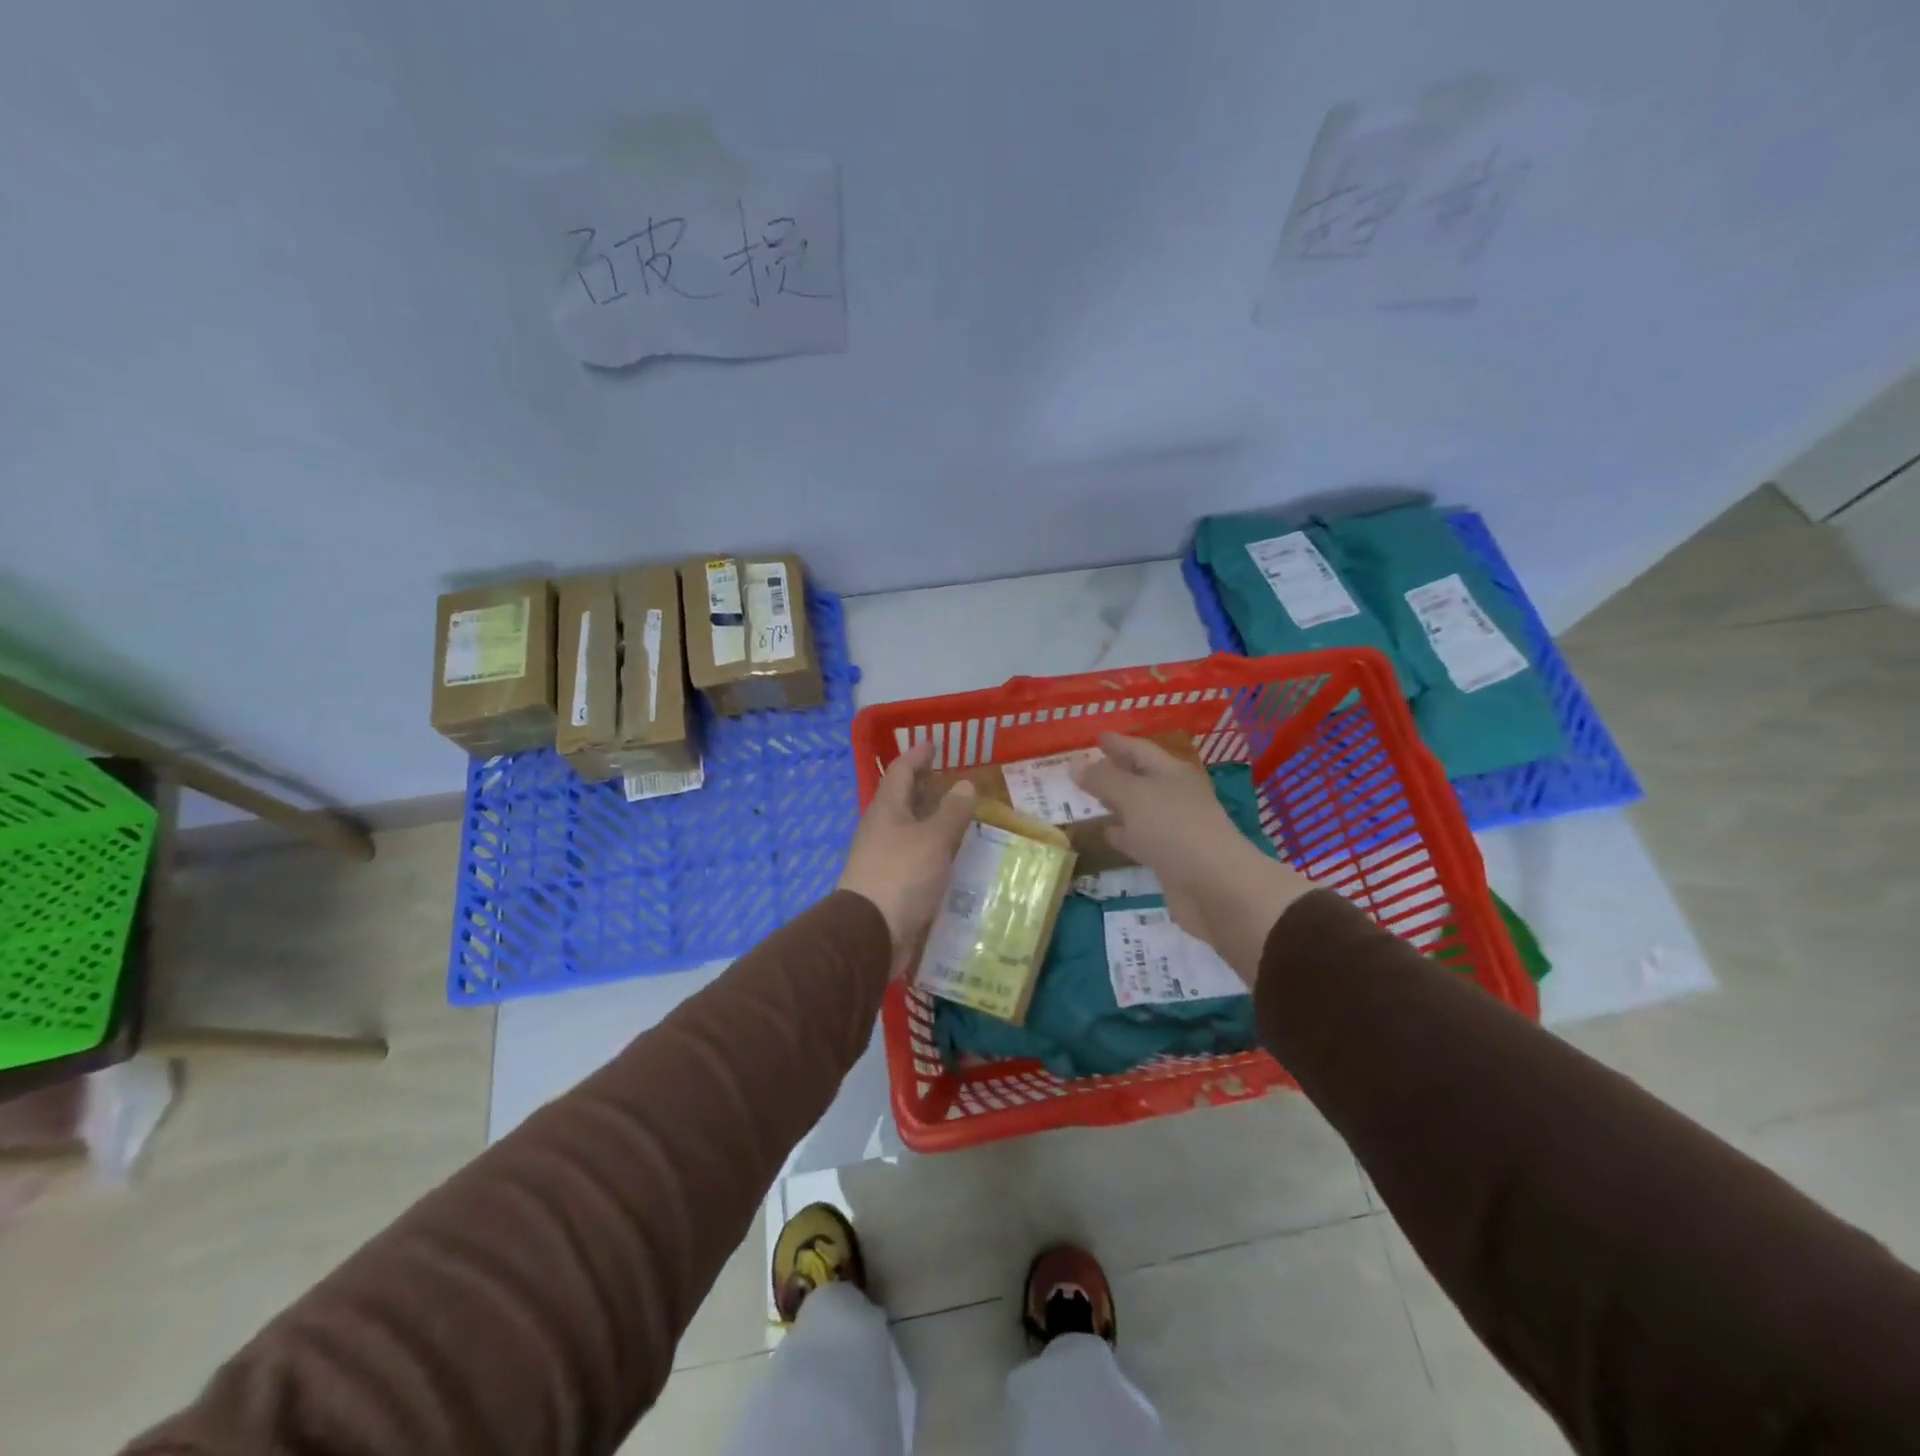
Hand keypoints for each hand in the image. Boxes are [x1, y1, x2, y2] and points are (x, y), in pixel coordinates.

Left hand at [838, 740, 977, 977]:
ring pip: (910, 829)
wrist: (870, 933)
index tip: (935, 744)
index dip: (917, 755)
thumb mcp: (934, 839)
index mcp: (887, 809)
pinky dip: (933, 849)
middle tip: (952, 778)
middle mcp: (881, 829)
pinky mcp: (891, 883)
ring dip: (931, 819)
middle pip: (903, 799)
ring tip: (960, 816)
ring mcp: (883, 857)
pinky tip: (953, 856)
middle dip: (925, 786)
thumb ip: (952, 811)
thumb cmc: (901, 875)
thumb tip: (964, 784)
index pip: (901, 771)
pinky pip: (915, 856)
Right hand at [1074, 733, 1314, 986]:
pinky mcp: (1169, 858)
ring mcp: (1174, 828)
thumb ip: (1103, 780)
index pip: (1141, 750)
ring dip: (1116, 804)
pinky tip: (1106, 834)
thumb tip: (1075, 765)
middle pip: (1141, 778)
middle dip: (1115, 772)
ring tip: (1089, 800)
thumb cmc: (1175, 829)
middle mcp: (1175, 796)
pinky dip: (1123, 834)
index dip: (1118, 743)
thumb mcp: (1134, 796)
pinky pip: (1140, 838)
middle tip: (1086, 769)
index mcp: (1172, 773)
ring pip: (1139, 809)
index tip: (1097, 737)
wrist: (1215, 887)